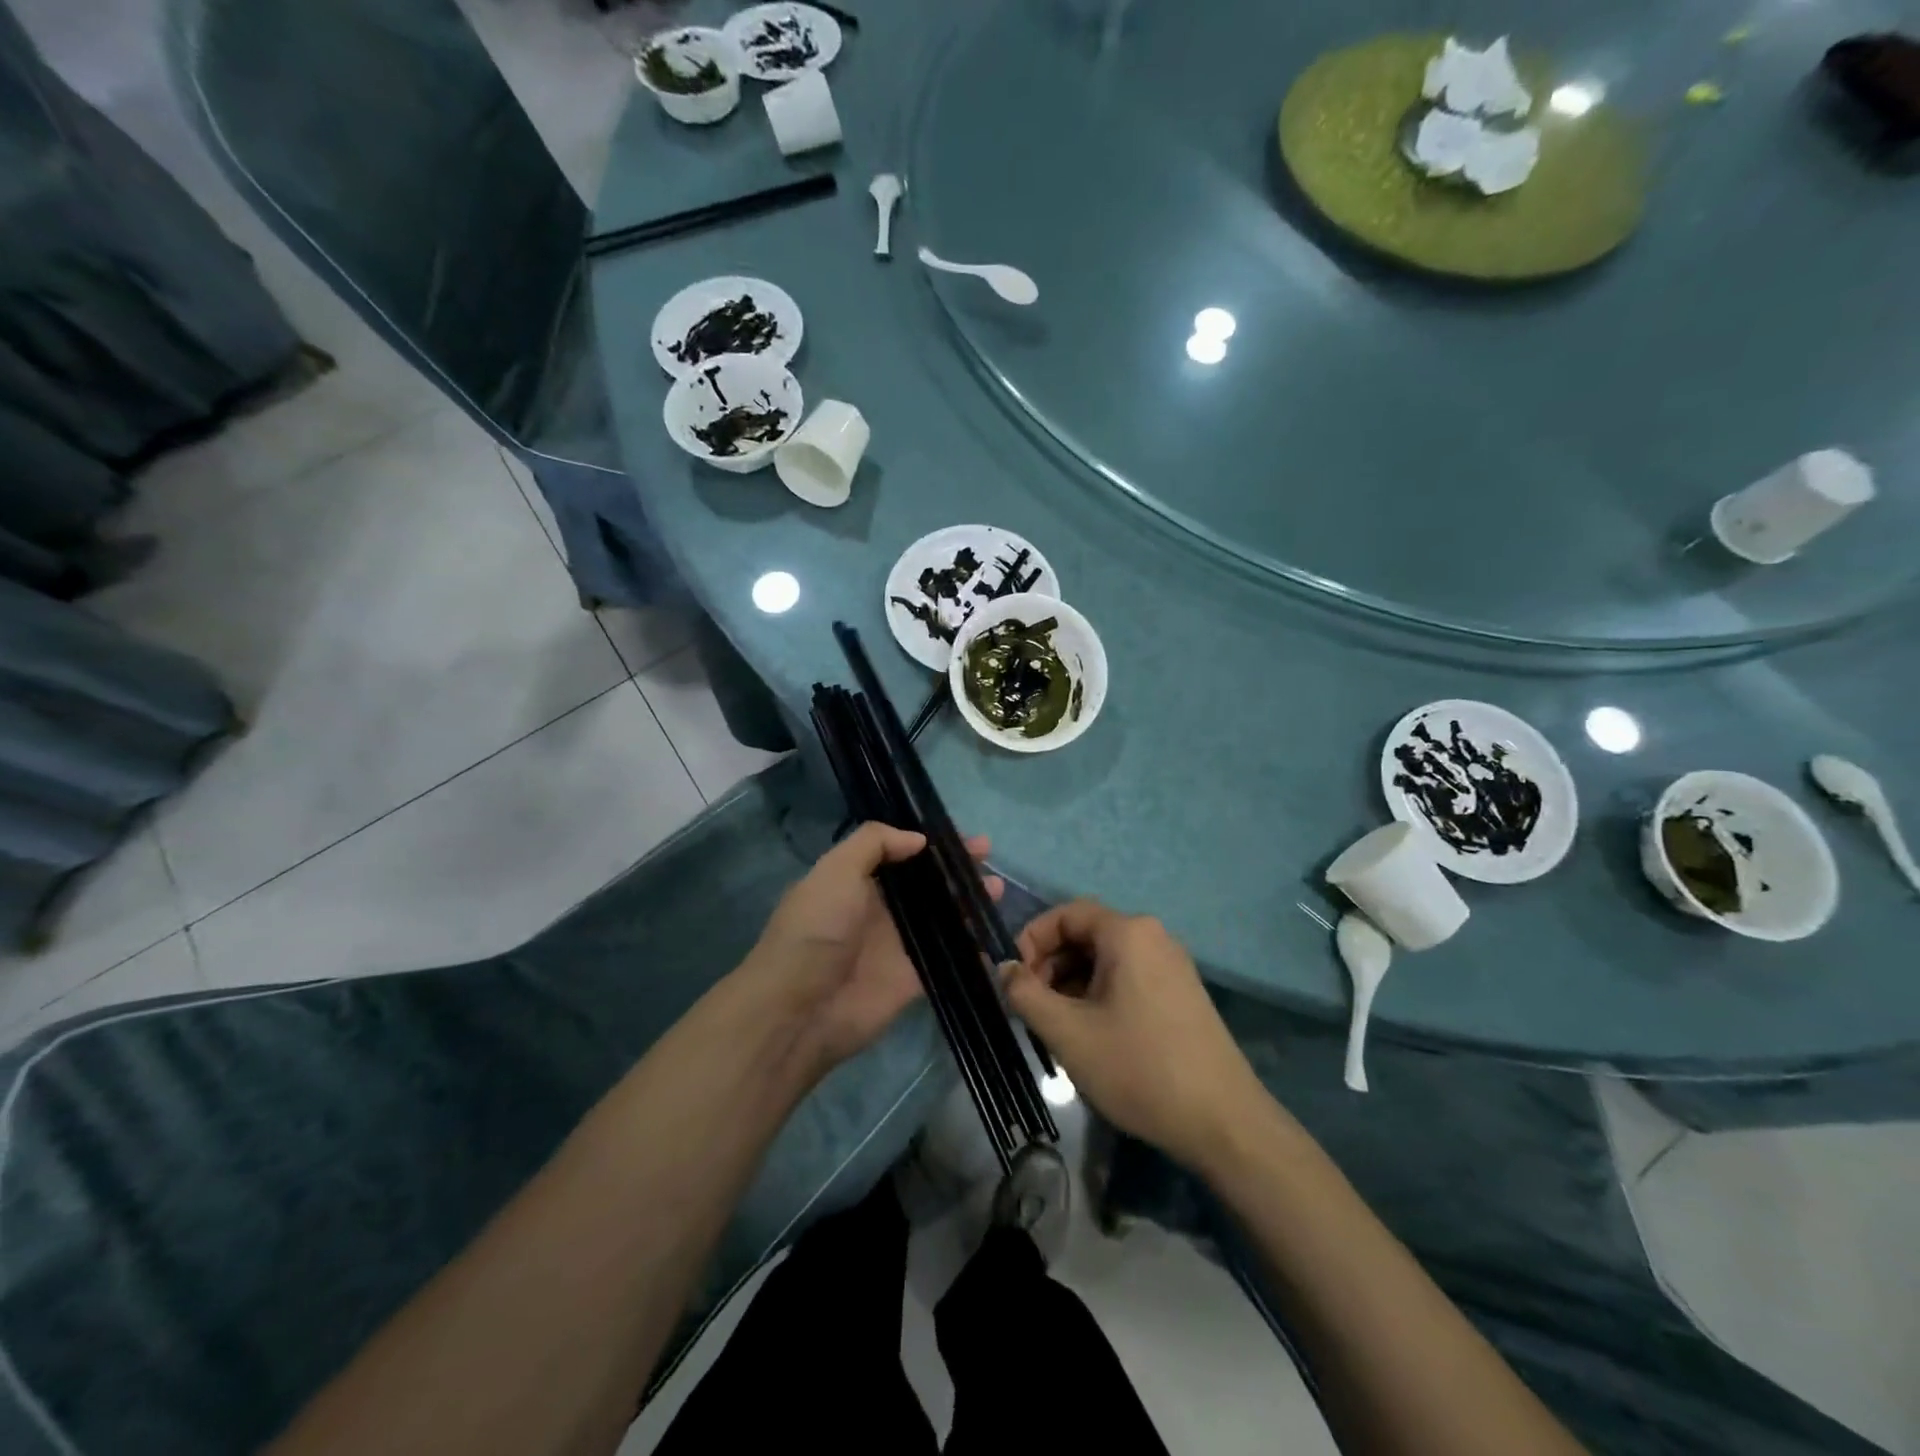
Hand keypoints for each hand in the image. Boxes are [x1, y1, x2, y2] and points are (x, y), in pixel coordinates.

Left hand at [744, 822, 1001, 1080]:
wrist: (800, 1009)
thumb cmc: (816, 930)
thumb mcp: (836, 870)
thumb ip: (874, 843)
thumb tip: (918, 839)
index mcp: (856, 880)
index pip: (901, 852)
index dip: (932, 843)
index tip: (962, 836)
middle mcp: (878, 908)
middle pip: (926, 883)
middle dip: (956, 868)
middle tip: (988, 856)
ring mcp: (897, 944)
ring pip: (942, 917)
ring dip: (968, 903)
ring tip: (996, 890)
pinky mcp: (912, 979)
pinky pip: (948, 958)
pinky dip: (971, 949)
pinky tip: (995, 936)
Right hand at [1006, 900, 1264, 1172]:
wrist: (1223, 1122)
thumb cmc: (1138, 1068)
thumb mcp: (1068, 1033)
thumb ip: (1026, 994)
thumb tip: (1004, 969)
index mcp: (1128, 932)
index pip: (1066, 914)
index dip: (1032, 939)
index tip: (1014, 978)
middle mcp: (1153, 936)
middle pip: (1087, 934)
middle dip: (1051, 964)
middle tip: (1033, 1006)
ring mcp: (1172, 964)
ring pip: (1106, 958)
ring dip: (1073, 982)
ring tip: (1059, 1026)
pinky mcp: (1182, 992)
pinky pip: (1129, 976)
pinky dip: (1100, 993)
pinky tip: (1093, 1033)